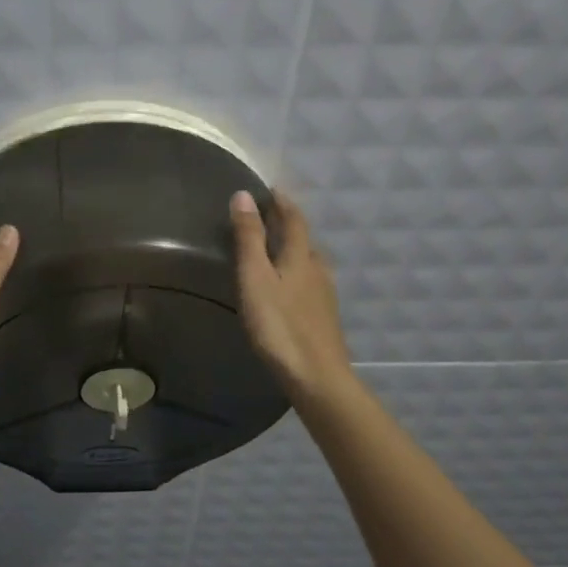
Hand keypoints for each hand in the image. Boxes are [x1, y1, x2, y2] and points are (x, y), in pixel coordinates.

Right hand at [231, 189, 353, 398]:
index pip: (294, 220)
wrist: (316, 376)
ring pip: (309, 262)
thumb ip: (249, 238)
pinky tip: (288, 287)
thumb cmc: (279, 325)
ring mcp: (324, 295)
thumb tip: (243, 195)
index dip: (283, 203)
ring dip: (294, 249)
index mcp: (300, 257)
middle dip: (289, 224)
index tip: (271, 190)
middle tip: (269, 216)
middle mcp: (317, 270)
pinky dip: (297, 272)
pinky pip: (310, 282)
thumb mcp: (255, 278)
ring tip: (276, 249)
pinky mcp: (323, 317)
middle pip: (304, 240)